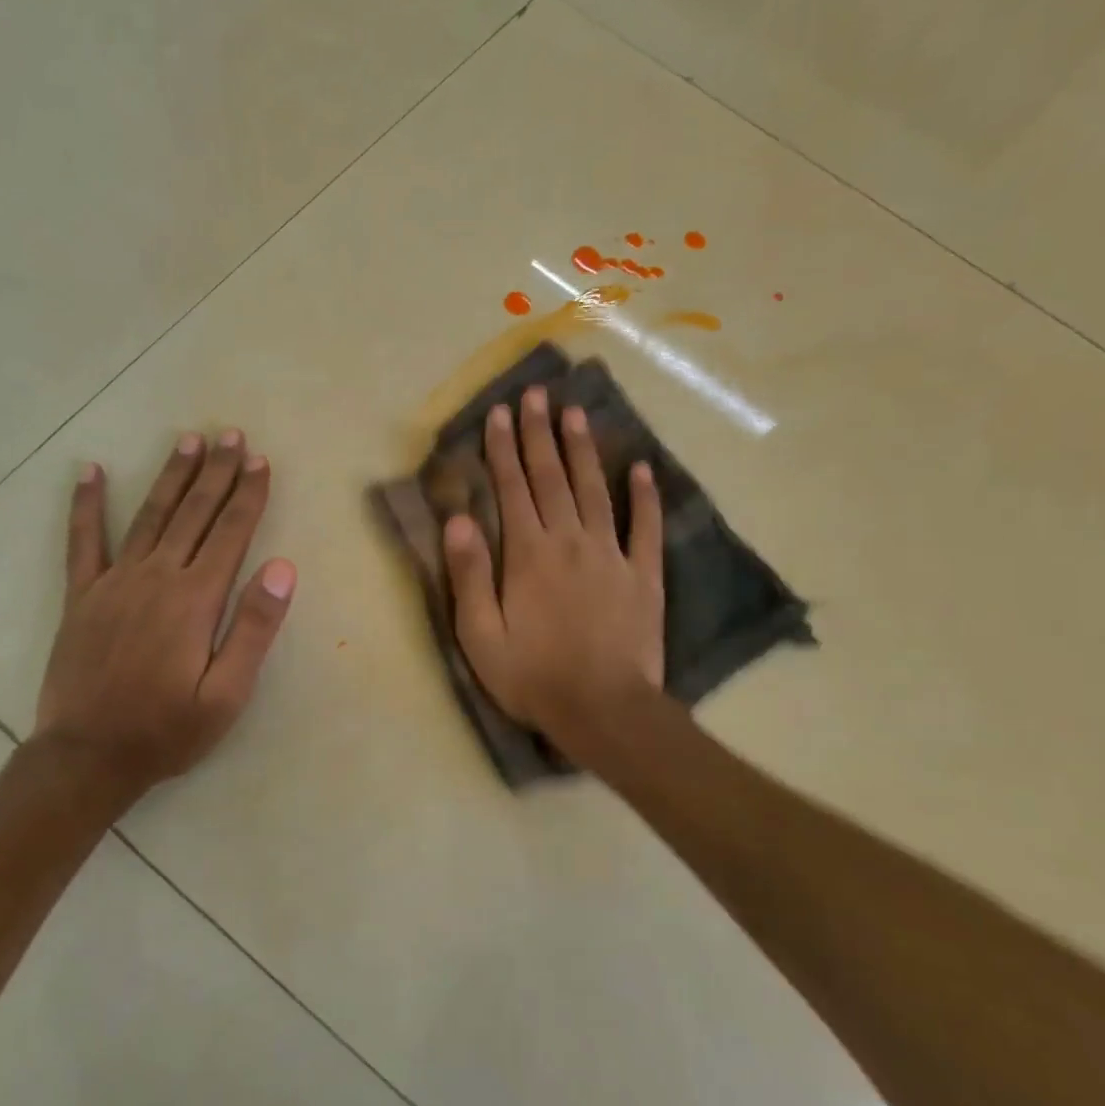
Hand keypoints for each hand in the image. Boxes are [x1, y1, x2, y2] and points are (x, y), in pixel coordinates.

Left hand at [34, 430, 296, 802]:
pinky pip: (83, 541)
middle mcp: (156, 577)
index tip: (259, 461)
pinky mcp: (82, 596)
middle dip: (215, 472)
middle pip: (193, 513)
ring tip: (187, 442)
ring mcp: (114, 582)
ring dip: (171, 477)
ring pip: (150, 516)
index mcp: (195, 599)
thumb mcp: (227, 694)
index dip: (247, 495)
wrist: (88, 756)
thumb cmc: (167, 730)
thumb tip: (282, 567)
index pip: (230, 533)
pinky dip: (86, 505)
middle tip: (229, 435)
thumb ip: (254, 628)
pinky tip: (91, 471)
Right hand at [442, 387, 664, 759]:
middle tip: (538, 395)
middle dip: (541, 434)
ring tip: (577, 414)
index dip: (504, 448)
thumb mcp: (480, 634)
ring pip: (595, 491)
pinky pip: (646, 527)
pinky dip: (645, 496)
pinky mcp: (643, 576)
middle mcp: (569, 541)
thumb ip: (469, 575)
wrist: (603, 710)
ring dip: (584, 451)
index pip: (512, 489)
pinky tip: (642, 468)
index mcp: (527, 554)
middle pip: (552, 478)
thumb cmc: (532, 676)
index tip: (501, 413)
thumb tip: (458, 520)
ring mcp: (611, 555)